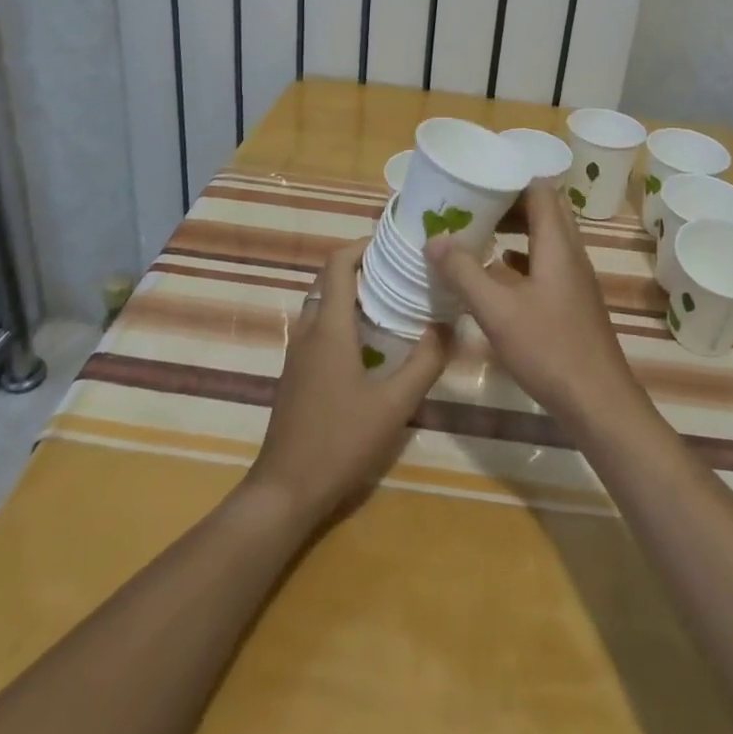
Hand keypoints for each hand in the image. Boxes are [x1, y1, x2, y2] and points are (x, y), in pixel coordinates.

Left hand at [247, 239, 449, 526]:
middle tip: (401, 269)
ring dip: (353, 293)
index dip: (362, 245)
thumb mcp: (394, 405)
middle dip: (362, 266)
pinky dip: (344, 317)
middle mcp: (308, 331)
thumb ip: (425, 362)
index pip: (337, 264)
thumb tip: (447, 325)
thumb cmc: (340, 442)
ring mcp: (298, 353)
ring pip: (323, 304)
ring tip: (393, 298)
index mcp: (328, 327)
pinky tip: (372, 341)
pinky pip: (320, 328)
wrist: (285, 491)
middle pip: (329, 280)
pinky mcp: (296, 374)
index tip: (394, 242)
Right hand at [426, 182, 648, 432]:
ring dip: (516, 229)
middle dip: (508, 202)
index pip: (540, 190)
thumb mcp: (498, 310)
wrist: (597, 402)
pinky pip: (545, 262)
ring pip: (545, 237)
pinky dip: (521, 258)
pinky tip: (498, 271)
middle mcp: (570, 253)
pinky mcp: (572, 301)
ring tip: (479, 231)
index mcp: (558, 244)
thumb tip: (434, 238)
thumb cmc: (549, 349)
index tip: (477, 180)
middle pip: (543, 210)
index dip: (510, 179)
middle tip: (472, 204)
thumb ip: (464, 272)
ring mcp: (574, 278)